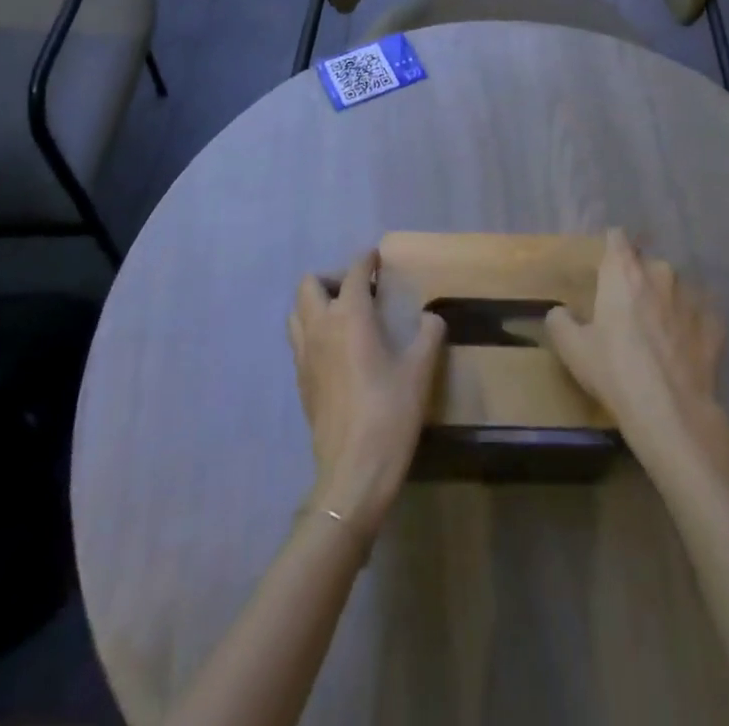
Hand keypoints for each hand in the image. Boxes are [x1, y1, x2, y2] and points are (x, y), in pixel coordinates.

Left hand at [288, 251, 444, 539]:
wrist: (353, 471)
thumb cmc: (390, 413)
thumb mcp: (420, 370)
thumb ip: (428, 335)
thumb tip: (431, 317)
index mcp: (350, 316)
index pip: (354, 273)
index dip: (366, 260)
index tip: (377, 258)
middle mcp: (320, 327)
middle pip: (309, 285)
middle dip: (332, 278)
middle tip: (359, 290)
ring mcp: (304, 356)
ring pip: (297, 312)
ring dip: (316, 303)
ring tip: (345, 316)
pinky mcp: (301, 381)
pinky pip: (299, 340)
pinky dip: (314, 331)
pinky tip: (338, 350)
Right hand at [544, 233, 727, 468]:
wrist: (671, 411)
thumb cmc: (614, 370)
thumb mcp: (572, 349)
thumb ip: (561, 321)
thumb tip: (560, 312)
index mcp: (624, 270)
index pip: (617, 237)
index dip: (611, 250)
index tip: (606, 270)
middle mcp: (660, 271)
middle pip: (647, 266)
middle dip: (639, 282)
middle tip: (630, 314)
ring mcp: (693, 295)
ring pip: (675, 289)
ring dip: (666, 303)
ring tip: (660, 336)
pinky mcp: (716, 322)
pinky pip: (699, 315)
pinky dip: (690, 327)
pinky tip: (684, 352)